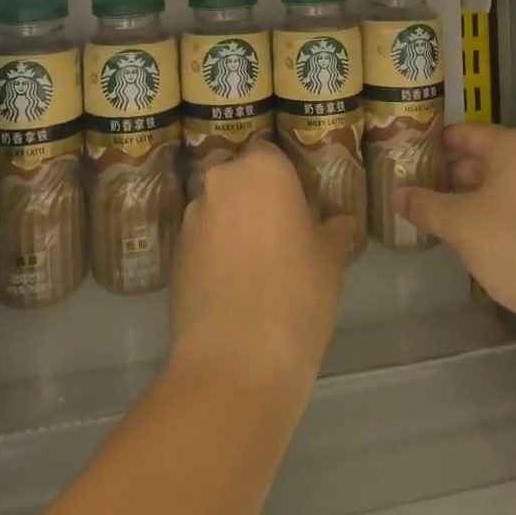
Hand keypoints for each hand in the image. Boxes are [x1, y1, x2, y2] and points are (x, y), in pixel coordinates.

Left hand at [171, 142, 356, 387]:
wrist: (236, 360)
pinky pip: (202, 241)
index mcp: (263, 168)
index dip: (284, 178)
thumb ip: (333, 231)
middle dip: (256, 200)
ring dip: (233, 226)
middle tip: (281, 234)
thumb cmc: (297, 293)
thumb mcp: (330, 260)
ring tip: (256, 266)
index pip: (271, 154)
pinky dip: (215, 254)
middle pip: (241, 180)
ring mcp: (193, 218)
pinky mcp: (175, 255)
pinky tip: (234, 287)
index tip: (298, 205)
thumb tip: (340, 221)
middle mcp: (222, 181)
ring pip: (219, 210)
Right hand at [395, 123, 515, 335]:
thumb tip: (397, 195)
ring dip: (475, 195)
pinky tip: (478, 234)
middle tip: (422, 186)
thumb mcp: (461, 224)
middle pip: (487, 157)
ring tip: (444, 212)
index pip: (467, 133)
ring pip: (504, 183)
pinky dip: (497, 211)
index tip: (413, 153)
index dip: (438, 143)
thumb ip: (426, 206)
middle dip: (455, 173)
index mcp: (514, 146)